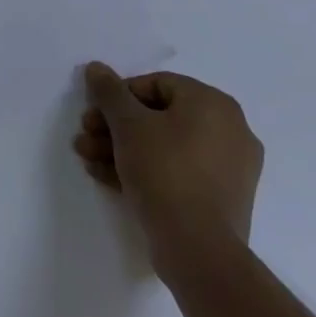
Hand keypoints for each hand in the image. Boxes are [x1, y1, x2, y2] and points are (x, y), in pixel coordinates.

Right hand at [73, 63, 262, 290]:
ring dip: (122, 148)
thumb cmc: (164, 170)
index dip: (118, 96)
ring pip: (164, 146)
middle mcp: (229, 129)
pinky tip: (108, 177)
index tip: (94, 114)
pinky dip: (145, 170)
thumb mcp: (128, 124)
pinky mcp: (221, 198)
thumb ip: (109, 92)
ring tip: (88, 159)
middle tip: (86, 135)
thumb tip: (96, 68)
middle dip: (115, 126)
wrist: (198, 248)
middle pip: (158, 117)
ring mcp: (229, 167)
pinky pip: (177, 171)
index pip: (156, 84)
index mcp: (213, 104)